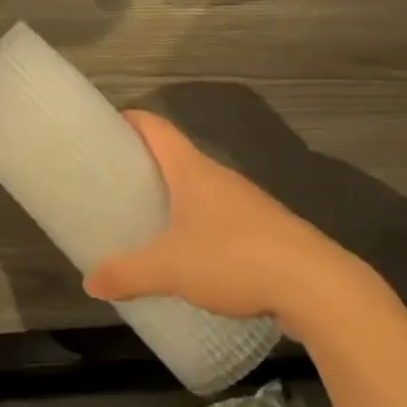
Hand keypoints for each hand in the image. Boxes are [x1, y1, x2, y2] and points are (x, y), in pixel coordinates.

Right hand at [83, 111, 373, 336]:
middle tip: (115, 185)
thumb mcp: (170, 268)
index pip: (155, 126)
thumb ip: (127, 273)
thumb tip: (90, 283)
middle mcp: (218, 176)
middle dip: (145, 165)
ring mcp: (245, 202)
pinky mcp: (265, 230)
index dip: (129, 120)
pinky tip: (191, 255)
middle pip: (174, 156)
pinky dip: (199, 225)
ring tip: (147, 221)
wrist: (316, 286)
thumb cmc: (233, 257)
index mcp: (191, 169)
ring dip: (174, 198)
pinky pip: (220, 217)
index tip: (104, 129)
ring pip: (199, 189)